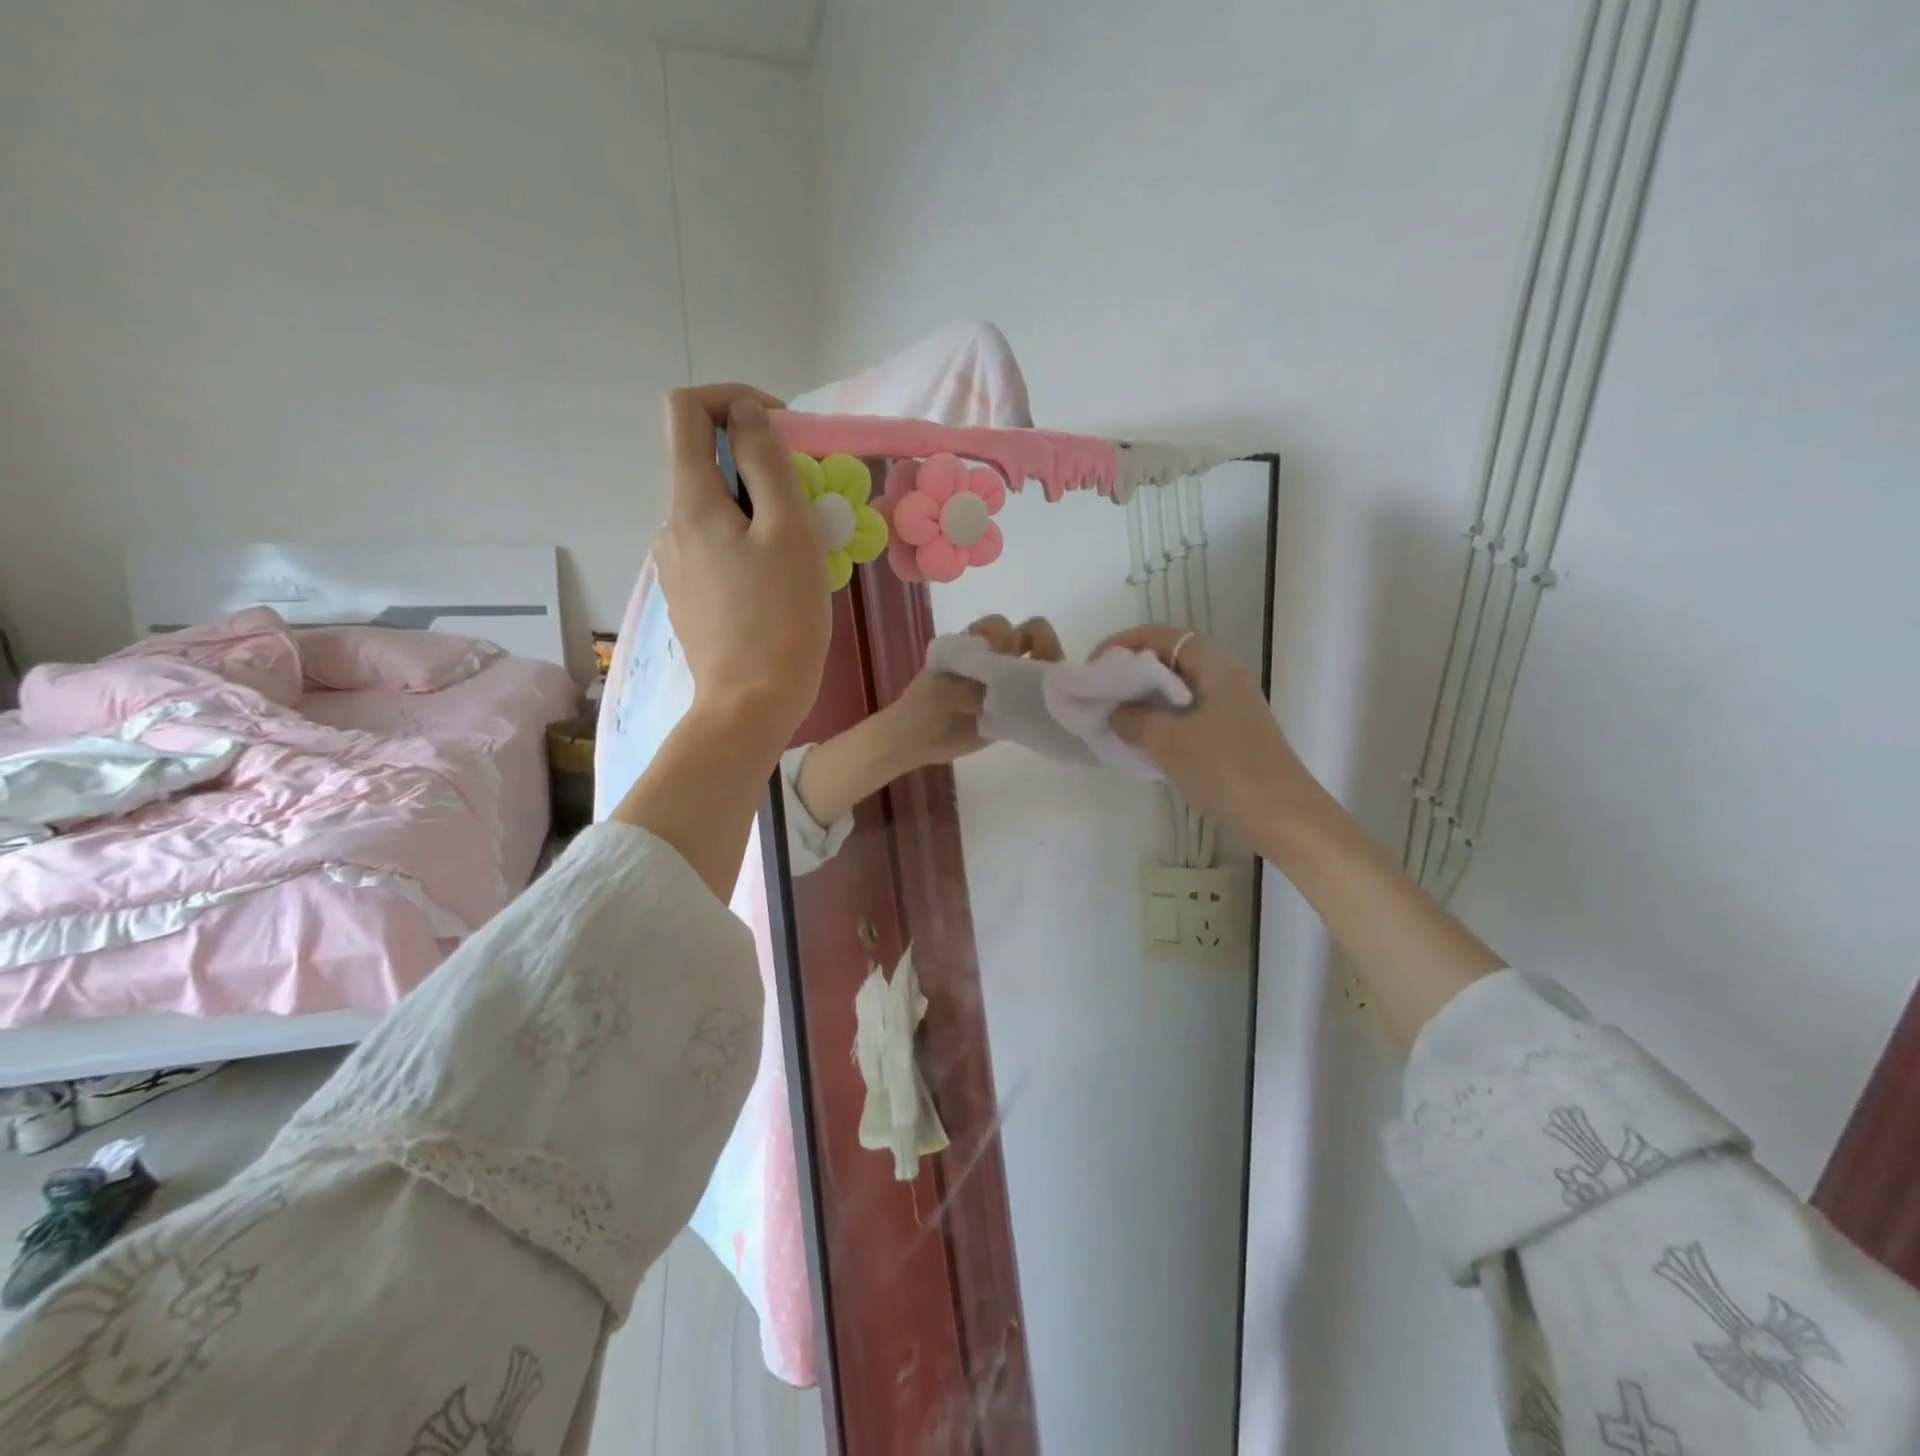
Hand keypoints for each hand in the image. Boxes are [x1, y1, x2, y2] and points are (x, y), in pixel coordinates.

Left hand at [653, 385, 831, 752]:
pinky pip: (717, 546)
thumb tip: (746, 416)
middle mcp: (671, 525)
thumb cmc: (781, 618)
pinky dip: (748, 541)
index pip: (687, 409)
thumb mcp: (788, 531)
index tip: (782, 431)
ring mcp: (676, 564)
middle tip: (810, 500)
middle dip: (758, 463)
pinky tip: (779, 580)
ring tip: (802, 548)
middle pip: (704, 461)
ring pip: (715, 508)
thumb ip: (767, 463)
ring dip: (758, 507)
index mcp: (690, 501)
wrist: (751, 704)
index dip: (733, 399)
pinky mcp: (690, 595)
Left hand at [880, 614, 1064, 765]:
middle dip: (1039, 647)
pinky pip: (1038, 699)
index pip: (1002, 626)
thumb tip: (1006, 693)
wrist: (915, 740)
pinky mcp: (1013, 709)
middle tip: (1030, 674)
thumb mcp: (943, 692)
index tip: (999, 657)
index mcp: (973, 644)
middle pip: (1031, 637)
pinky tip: (1047, 709)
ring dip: (1047, 672)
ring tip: (1046, 691)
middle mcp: (994, 657)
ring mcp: (1006, 682)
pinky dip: (1047, 700)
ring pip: (1040, 664)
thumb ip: (974, 689)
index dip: (1007, 638)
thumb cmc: (923, 705)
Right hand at [1096, 626, 1314, 843]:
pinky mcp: (1231, 735)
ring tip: (1112, 717)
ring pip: (1177, 690)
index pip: (1161, 637)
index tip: (1093, 667)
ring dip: (1143, 699)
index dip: (1123, 645)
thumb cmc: (1224, 768)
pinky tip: (1140, 742)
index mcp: (1214, 665)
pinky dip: (1160, 721)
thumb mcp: (1168, 741)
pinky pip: (1186, 715)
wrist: (1282, 817)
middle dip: (1130, 672)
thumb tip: (1115, 711)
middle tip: (1098, 693)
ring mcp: (1230, 708)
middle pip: (1169, 660)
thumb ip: (1133, 719)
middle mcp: (1225, 678)